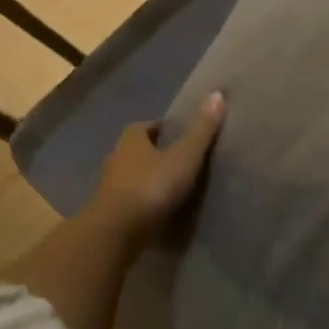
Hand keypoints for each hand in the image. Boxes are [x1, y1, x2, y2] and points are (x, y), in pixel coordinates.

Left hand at [90, 91, 225, 249]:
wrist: (115, 234)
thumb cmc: (151, 187)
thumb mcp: (184, 156)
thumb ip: (201, 130)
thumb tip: (217, 93)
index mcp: (131, 140)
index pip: (146, 127)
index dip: (164, 129)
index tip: (182, 135)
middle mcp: (116, 159)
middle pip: (139, 151)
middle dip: (157, 154)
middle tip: (184, 160)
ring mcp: (111, 188)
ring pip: (134, 177)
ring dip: (151, 179)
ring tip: (177, 187)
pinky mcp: (111, 213)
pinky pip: (132, 201)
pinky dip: (146, 202)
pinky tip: (162, 210)